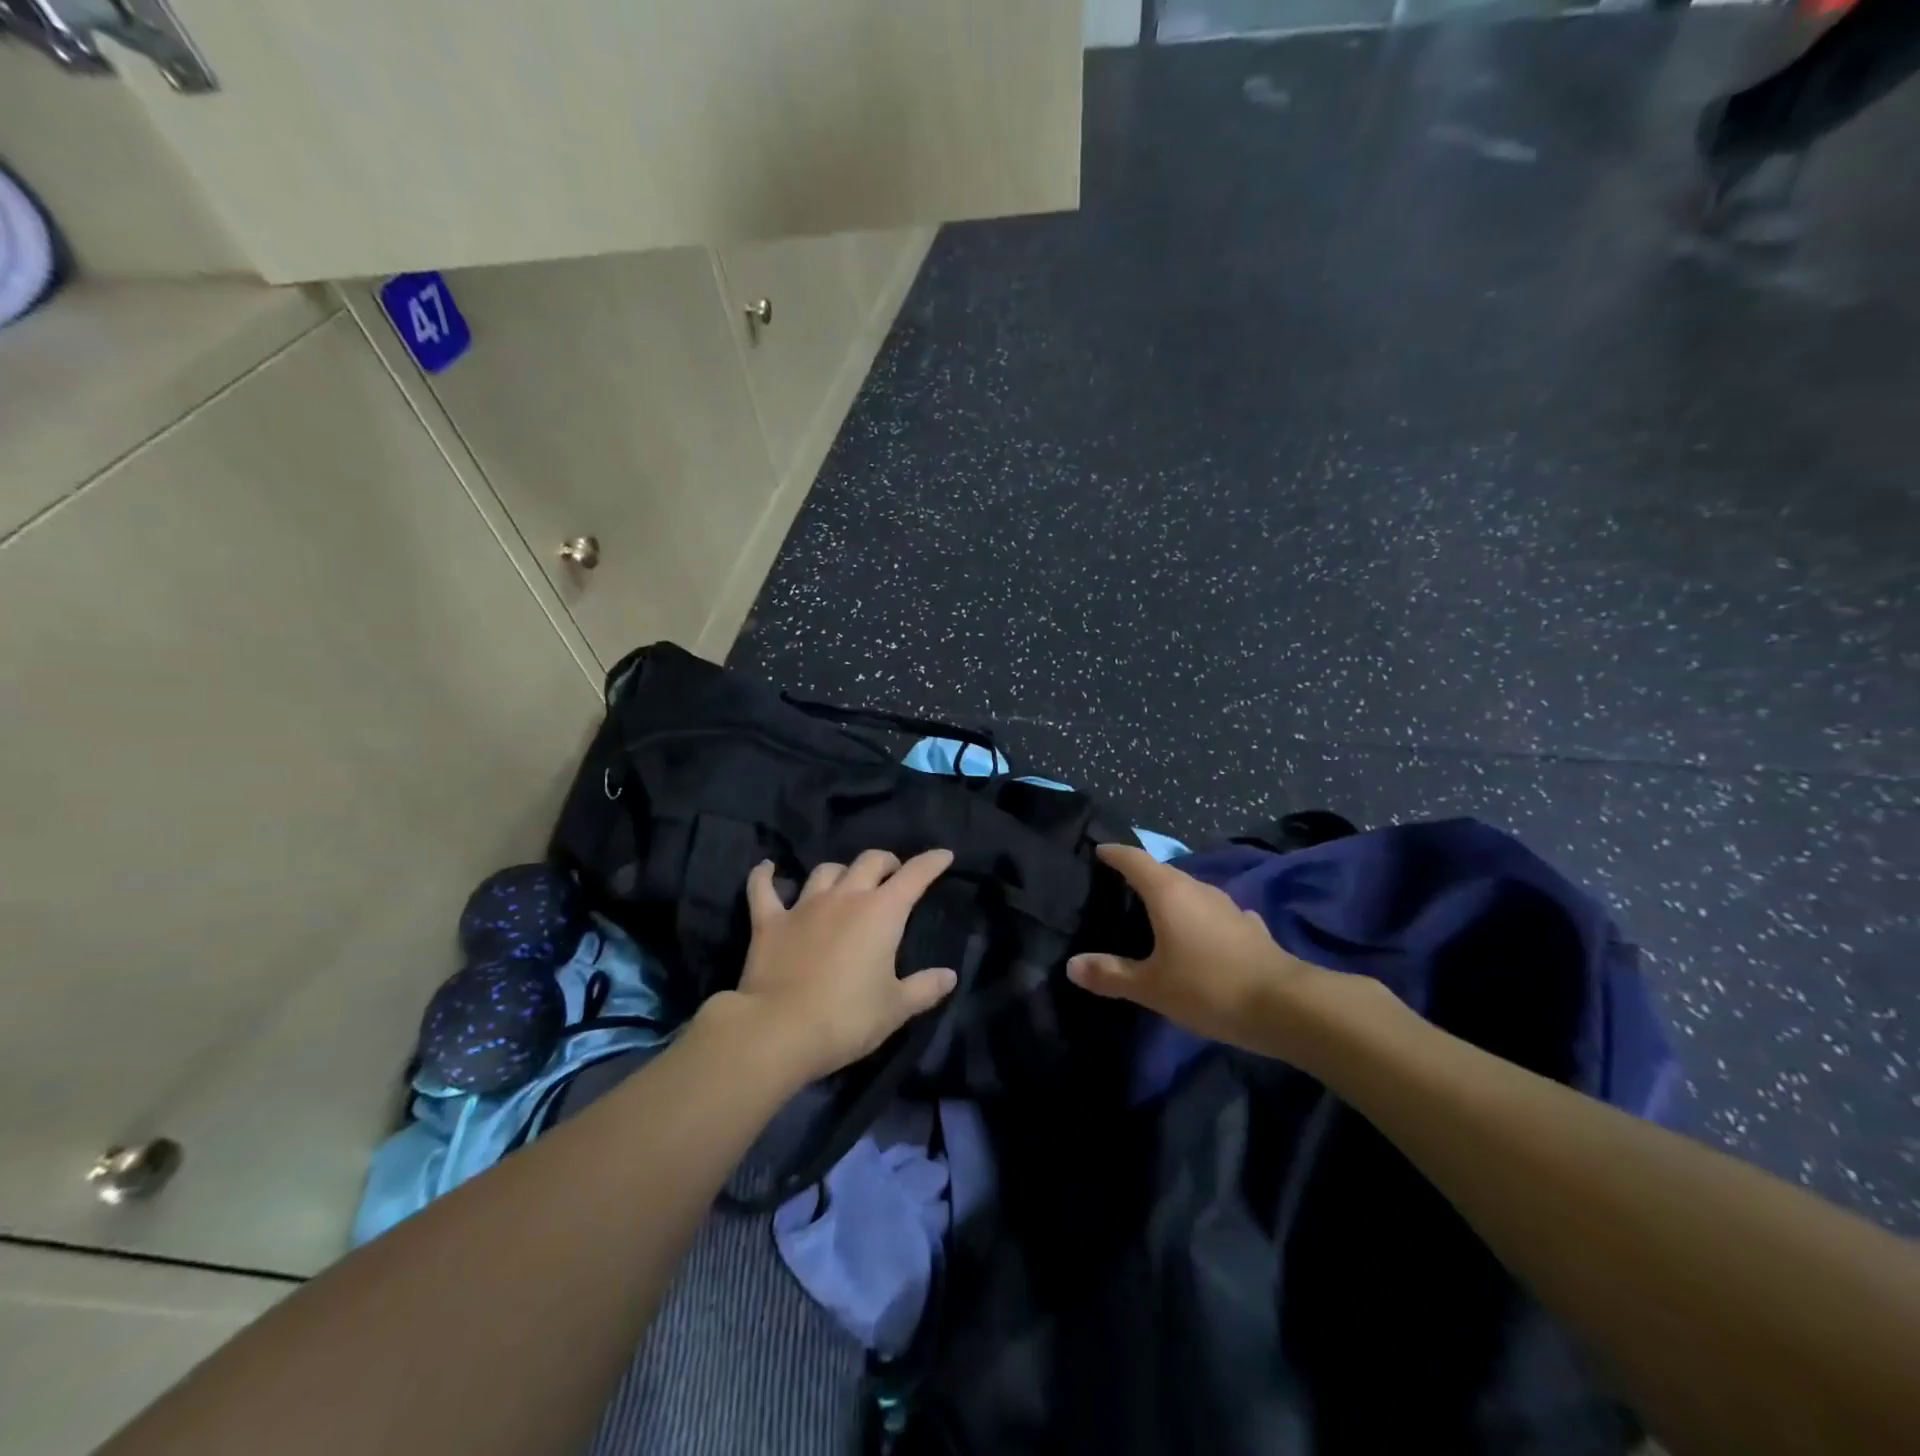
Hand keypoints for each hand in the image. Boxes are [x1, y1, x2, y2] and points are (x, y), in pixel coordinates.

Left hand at [725, 848, 959, 1084]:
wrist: (779, 1031)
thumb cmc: (847, 1019)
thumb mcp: (896, 1009)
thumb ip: (925, 988)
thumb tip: (950, 976)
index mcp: (882, 912)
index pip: (914, 876)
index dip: (931, 863)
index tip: (943, 856)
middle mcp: (845, 897)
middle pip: (870, 861)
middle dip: (887, 862)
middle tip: (893, 874)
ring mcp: (804, 906)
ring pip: (826, 871)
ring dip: (841, 872)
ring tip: (846, 882)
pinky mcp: (769, 921)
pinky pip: (764, 888)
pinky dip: (766, 875)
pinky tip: (767, 867)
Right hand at [1067, 844, 1329, 1051]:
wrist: (1286, 1006)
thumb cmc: (1208, 987)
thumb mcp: (1151, 987)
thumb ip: (1111, 974)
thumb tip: (1072, 965)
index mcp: (1168, 893)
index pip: (1134, 860)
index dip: (1115, 853)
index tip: (1099, 850)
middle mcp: (1198, 890)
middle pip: (1163, 872)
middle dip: (1141, 875)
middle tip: (1118, 886)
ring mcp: (1228, 907)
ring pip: (1191, 892)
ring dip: (1172, 897)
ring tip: (1154, 912)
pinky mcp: (1250, 928)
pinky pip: (1214, 914)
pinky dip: (1200, 919)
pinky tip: (1200, 936)